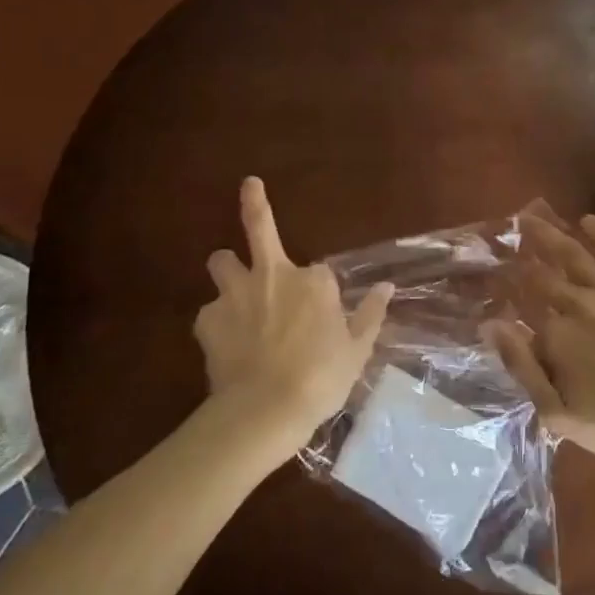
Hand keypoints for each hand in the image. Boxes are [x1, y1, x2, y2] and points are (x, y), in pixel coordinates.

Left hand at [193, 178, 392, 452]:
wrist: (265, 410)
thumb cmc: (321, 379)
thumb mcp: (357, 350)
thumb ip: (370, 314)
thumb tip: (387, 287)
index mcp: (313, 281)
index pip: (319, 273)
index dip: (321, 293)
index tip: (323, 316)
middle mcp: (272, 275)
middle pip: (257, 227)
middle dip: (254, 203)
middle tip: (249, 184)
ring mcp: (236, 294)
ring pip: (220, 262)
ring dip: (227, 269)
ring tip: (233, 289)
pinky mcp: (207, 319)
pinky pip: (210, 312)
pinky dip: (218, 323)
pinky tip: (226, 345)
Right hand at [495, 213, 594, 465]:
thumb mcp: (555, 412)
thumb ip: (521, 366)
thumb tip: (490, 325)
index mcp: (554, 334)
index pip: (520, 302)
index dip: (503, 287)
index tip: (492, 275)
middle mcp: (578, 303)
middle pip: (542, 274)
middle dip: (522, 255)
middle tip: (507, 237)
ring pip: (575, 254)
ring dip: (551, 234)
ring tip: (532, 218)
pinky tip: (587, 220)